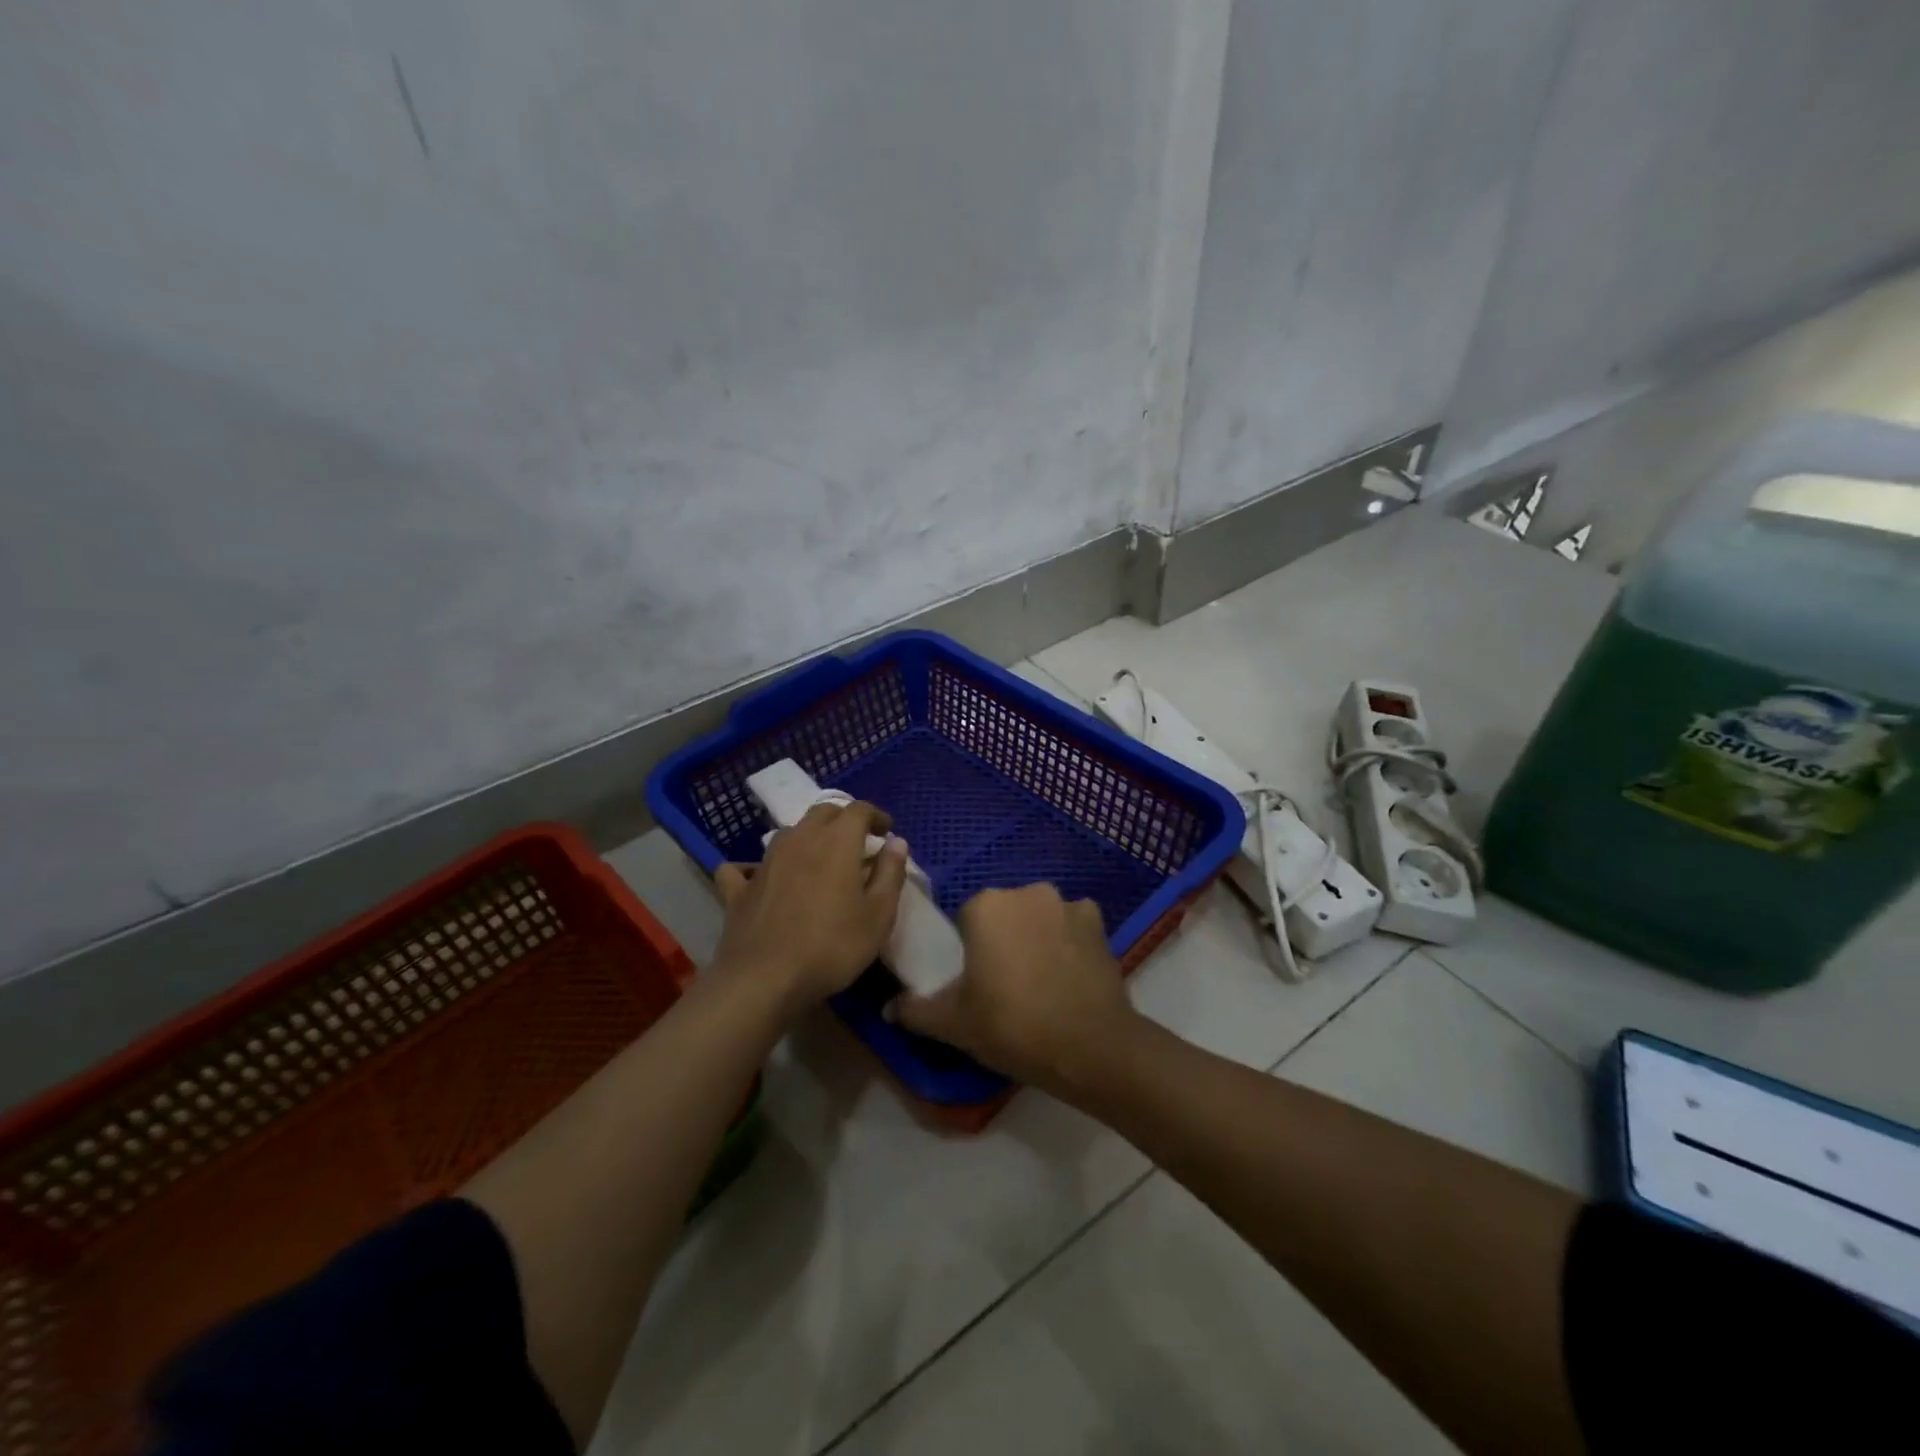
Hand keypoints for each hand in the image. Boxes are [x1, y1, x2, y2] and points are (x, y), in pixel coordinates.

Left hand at [714, 799, 908, 1013]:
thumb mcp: (878, 915)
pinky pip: (744, 868)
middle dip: (843, 820)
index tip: (886, 832)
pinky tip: (756, 878)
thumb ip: (891, 873)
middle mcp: (799, 839)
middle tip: (857, 841)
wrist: (764, 979)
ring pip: (788, 833)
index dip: (876, 816)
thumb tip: (896, 842)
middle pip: (822, 813)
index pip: (859, 810)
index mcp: (836, 842)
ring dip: (807, 837)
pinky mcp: (739, 889)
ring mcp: (765, 862)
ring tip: (818, 859)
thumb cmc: (832, 946)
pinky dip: (753, 867)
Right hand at [890, 884, 1138, 1093]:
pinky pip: (1073, 924)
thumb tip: (887, 1008)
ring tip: (1042, 981)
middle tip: (1006, 983)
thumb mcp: (954, 1024)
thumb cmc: (1012, 1027)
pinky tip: (1069, 973)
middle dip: (1004, 937)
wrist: (1089, 1047)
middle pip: (1005, 912)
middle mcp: (1026, 892)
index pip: (967, 918)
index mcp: (986, 905)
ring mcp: (1066, 903)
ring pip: (1040, 916)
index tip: (976, 980)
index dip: (969, 949)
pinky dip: (1069, 940)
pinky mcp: (1098, 922)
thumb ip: (916, 1010)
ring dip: (1037, 936)